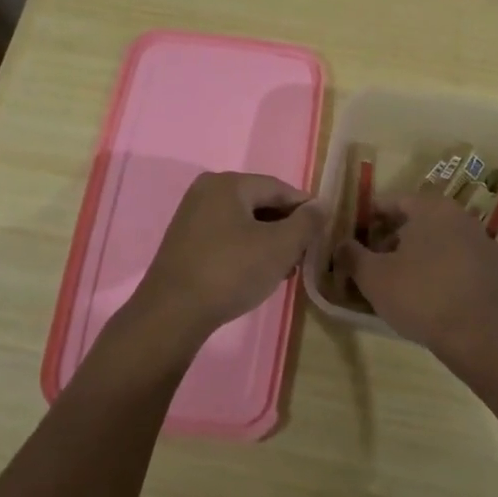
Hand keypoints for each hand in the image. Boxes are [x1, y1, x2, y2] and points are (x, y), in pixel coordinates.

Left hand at [133, 172, 326, 339]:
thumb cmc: (231, 272)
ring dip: (268, 241)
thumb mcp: (280, 246)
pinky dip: (246, 250)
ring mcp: (192, 216)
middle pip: (260, 203)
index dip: (306, 209)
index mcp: (229, 183)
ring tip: (286, 269)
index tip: (324, 231)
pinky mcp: (185, 242)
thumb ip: (306, 222)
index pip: (279, 188)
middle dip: (286, 228)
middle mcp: (207, 191)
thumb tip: (321, 205)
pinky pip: (226, 236)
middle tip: (305, 254)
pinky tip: (258, 273)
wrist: (173, 313)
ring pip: (244, 222)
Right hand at [335, 192, 497, 362]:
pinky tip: (440, 300)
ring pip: (446, 243)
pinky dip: (450, 275)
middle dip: (397, 239)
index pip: (394, 201)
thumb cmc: (421, 296)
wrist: (482, 335)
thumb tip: (341, 245)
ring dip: (425, 257)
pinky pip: (466, 267)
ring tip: (407, 285)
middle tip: (378, 263)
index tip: (357, 237)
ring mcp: (487, 244)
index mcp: (432, 209)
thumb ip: (353, 256)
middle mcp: (463, 218)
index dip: (371, 218)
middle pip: (421, 221)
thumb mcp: (374, 278)